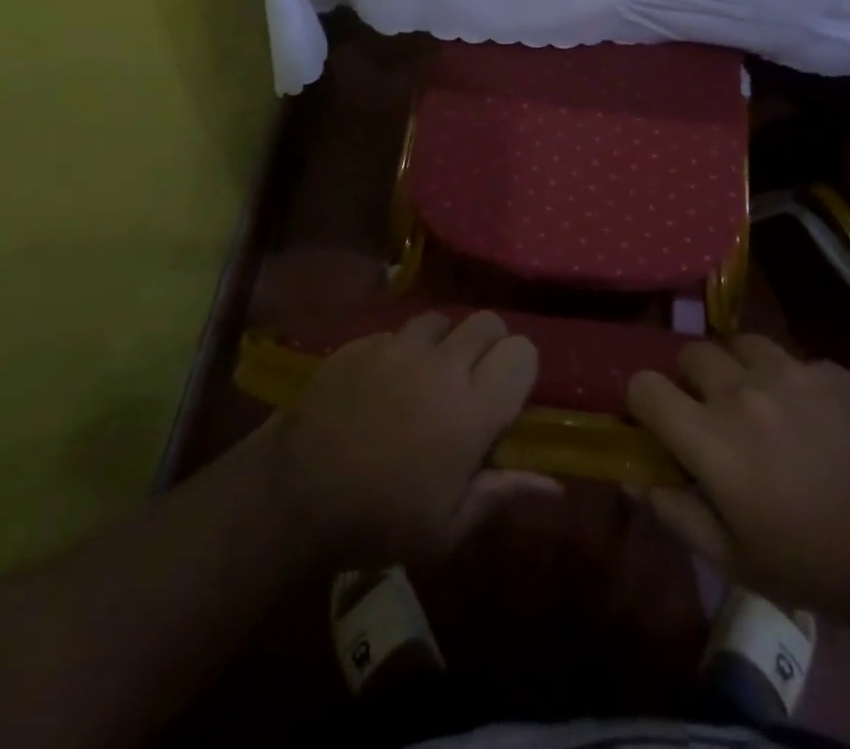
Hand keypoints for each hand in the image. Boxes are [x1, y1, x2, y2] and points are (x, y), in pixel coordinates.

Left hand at [268, 311, 556, 565]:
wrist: (294, 494)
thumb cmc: (378, 521)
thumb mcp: (446, 529)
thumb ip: (501, 495)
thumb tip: (554, 486)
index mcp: (471, 410)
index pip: (522, 353)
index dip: (520, 369)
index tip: (507, 396)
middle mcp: (441, 366)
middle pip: (487, 322)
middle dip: (489, 345)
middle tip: (472, 381)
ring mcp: (397, 347)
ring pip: (441, 319)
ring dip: (444, 343)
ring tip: (427, 377)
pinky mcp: (363, 342)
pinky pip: (397, 331)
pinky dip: (401, 350)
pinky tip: (385, 383)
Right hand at [628, 335, 849, 621]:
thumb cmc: (816, 564)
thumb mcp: (735, 559)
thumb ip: (676, 512)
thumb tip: (633, 476)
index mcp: (711, 437)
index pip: (645, 386)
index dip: (643, 401)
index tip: (660, 421)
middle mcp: (742, 390)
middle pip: (691, 353)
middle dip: (692, 380)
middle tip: (715, 413)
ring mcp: (790, 372)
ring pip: (740, 344)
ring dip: (739, 368)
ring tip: (762, 402)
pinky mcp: (831, 369)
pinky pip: (793, 360)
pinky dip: (790, 380)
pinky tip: (815, 417)